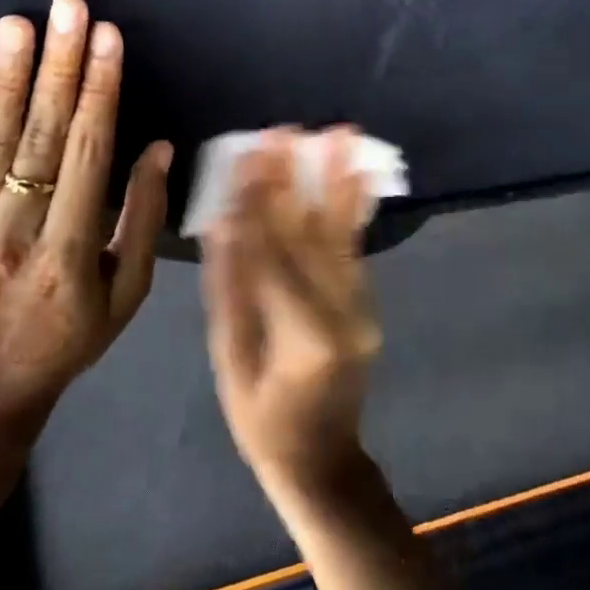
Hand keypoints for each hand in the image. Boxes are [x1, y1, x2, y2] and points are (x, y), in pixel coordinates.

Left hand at [0, 0, 172, 433]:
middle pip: (41, 134)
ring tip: (17, 24)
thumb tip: (157, 149)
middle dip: (59, 65)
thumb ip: (141, 220)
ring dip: (8, 77)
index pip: (87, 153)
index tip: (108, 39)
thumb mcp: (126, 295)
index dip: (100, 91)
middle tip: (68, 8)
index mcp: (67, 250)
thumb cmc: (68, 341)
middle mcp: (14, 229)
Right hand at [200, 129, 381, 505]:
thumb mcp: (230, 359)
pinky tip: (355, 170)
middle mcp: (341, 315)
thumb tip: (222, 221)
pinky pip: (356, 247)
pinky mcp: (367, 302)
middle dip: (294, 178)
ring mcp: (362, 308)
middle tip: (284, 129)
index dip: (258, 202)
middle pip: (310, 235)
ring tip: (340, 132)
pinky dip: (354, 205)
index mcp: (300, 336)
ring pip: (342, 234)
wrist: (324, 461)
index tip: (249, 154)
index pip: (272, 254)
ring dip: (337, 179)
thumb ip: (230, 289)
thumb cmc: (261, 420)